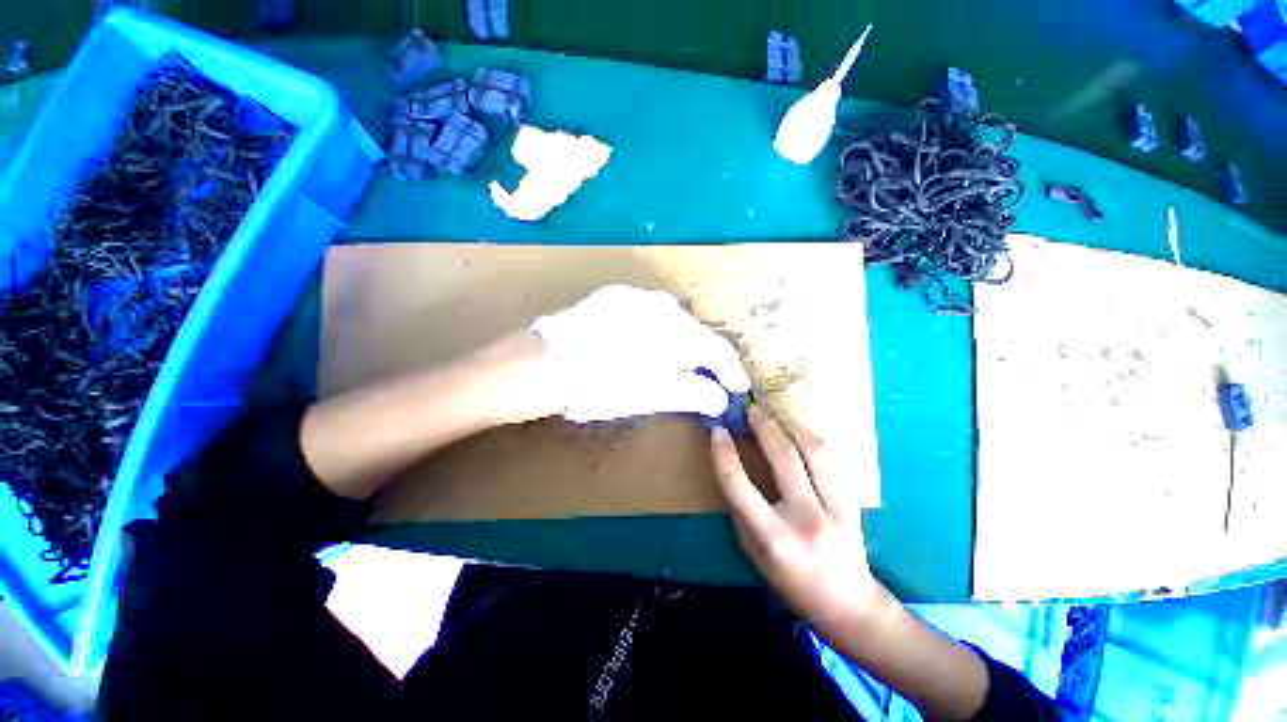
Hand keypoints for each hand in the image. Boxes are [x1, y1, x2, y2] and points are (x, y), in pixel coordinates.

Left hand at [531, 285, 750, 422]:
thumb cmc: (601, 385)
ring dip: (680, 342)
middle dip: (704, 356)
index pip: (715, 348)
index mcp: (675, 330)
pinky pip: (648, 312)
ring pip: (671, 320)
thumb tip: (720, 398)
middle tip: (706, 378)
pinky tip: (646, 345)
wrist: (544, 363)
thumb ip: (692, 392)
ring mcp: (635, 296)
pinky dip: (656, 330)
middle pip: (695, 332)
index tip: (738, 387)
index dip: (730, 370)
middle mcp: (661, 304)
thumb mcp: (651, 395)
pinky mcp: (613, 296)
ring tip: (677, 363)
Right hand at [712, 406, 887, 636]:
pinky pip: (830, 458)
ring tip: (775, 417)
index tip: (718, 431)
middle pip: (783, 457)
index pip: (740, 485)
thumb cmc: (790, 581)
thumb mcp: (753, 551)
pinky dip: (810, 440)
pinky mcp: (853, 502)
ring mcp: (836, 509)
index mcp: (773, 537)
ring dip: (791, 426)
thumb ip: (741, 509)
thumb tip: (731, 464)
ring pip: (814, 451)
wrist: (848, 604)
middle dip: (763, 426)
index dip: (724, 453)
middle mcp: (806, 519)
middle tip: (750, 410)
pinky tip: (798, 434)